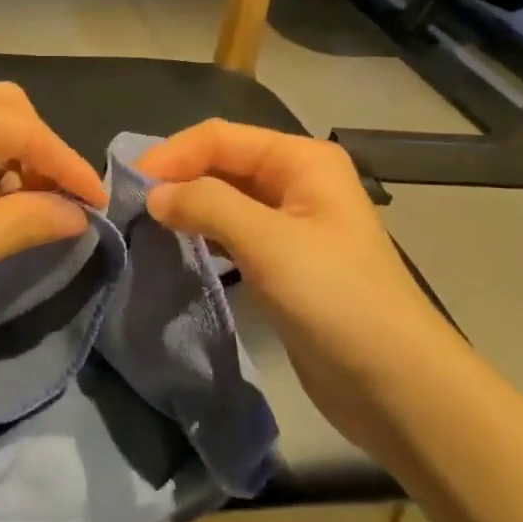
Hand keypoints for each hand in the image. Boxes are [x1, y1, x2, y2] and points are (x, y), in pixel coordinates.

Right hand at [137, 121, 453, 442]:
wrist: (395, 384)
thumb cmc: (335, 298)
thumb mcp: (268, 242)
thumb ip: (207, 205)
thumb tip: (154, 195)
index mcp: (301, 160)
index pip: (221, 137)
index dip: (173, 155)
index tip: (128, 186)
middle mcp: (297, 182)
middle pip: (223, 163)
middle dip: (178, 178)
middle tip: (129, 206)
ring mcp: (292, 224)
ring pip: (226, 200)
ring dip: (188, 207)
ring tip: (145, 226)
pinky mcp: (284, 263)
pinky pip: (234, 235)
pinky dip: (204, 236)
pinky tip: (178, 248)